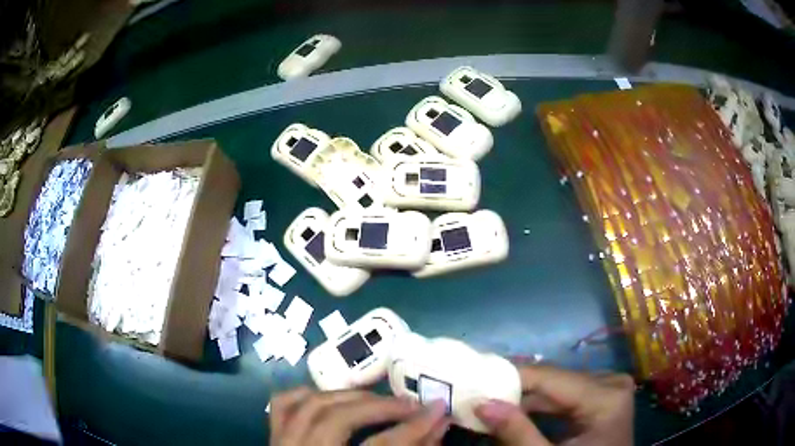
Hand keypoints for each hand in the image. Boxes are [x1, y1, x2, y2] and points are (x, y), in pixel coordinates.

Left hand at [269, 386, 449, 445]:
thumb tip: (438, 425)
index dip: (413, 428)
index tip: (439, 409)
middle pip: (339, 420)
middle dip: (380, 407)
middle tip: (412, 405)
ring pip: (311, 406)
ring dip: (350, 397)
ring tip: (379, 401)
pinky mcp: (274, 438)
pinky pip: (283, 405)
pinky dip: (307, 394)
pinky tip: (331, 397)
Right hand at [475, 365, 633, 445]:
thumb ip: (517, 433)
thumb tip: (481, 403)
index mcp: (606, 397)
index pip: (551, 378)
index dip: (511, 378)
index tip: (476, 380)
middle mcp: (612, 383)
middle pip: (555, 381)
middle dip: (517, 392)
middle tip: (480, 395)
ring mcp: (611, 389)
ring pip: (559, 388)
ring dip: (527, 400)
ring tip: (493, 403)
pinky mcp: (604, 398)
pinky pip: (567, 396)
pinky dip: (542, 407)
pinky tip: (518, 413)